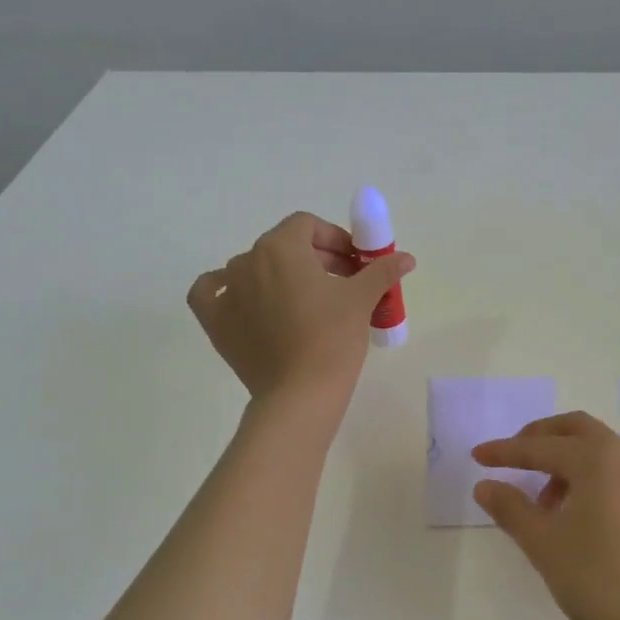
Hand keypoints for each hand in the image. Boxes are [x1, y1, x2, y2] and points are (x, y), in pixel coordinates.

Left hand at [186, 212, 414, 415]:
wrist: (299, 394)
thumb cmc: (333, 338)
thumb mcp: (362, 300)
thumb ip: (382, 271)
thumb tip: (407, 258)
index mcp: (280, 247)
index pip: (307, 226)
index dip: (334, 238)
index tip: (355, 263)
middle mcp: (247, 260)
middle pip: (282, 245)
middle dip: (315, 257)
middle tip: (342, 283)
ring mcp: (227, 291)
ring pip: (253, 268)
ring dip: (280, 275)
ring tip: (306, 301)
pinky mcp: (215, 321)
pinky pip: (213, 292)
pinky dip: (227, 290)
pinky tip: (244, 299)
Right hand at [471, 412, 619, 619]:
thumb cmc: (598, 578)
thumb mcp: (544, 543)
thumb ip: (511, 508)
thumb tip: (485, 485)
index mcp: (597, 459)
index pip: (540, 447)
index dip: (505, 452)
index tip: (477, 456)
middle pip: (576, 429)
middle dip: (540, 437)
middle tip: (513, 457)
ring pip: (598, 449)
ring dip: (565, 459)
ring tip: (542, 501)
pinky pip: (615, 469)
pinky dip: (588, 474)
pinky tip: (574, 512)